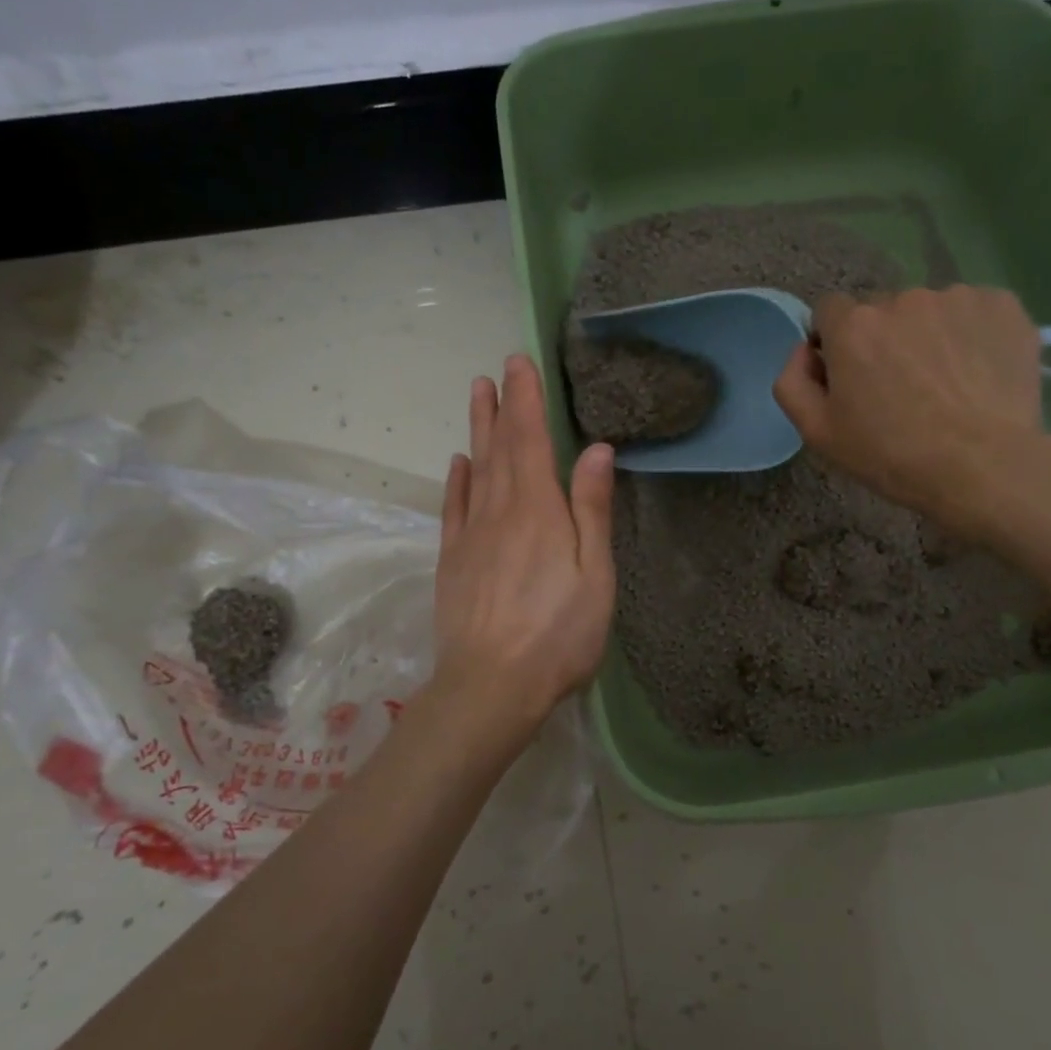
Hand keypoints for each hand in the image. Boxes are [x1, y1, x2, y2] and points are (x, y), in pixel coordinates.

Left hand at [431, 354, 616, 750]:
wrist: (491, 685)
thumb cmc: (558, 633)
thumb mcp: (594, 574)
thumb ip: (592, 510)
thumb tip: (597, 450)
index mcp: (539, 510)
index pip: (531, 440)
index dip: (526, 400)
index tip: (519, 363)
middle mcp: (500, 511)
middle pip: (499, 448)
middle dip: (501, 405)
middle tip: (496, 369)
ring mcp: (471, 536)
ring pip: (474, 470)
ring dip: (477, 430)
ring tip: (476, 395)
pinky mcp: (453, 562)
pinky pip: (454, 508)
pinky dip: (457, 480)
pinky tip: (459, 463)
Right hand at [773, 286, 1046, 535]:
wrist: (984, 467)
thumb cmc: (892, 455)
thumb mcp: (818, 433)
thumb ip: (792, 382)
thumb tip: (805, 350)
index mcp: (853, 326)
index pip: (829, 311)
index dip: (835, 343)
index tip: (852, 378)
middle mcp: (902, 298)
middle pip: (881, 310)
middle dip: (883, 340)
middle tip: (901, 389)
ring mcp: (957, 297)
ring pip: (929, 311)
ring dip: (928, 336)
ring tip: (946, 384)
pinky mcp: (1003, 305)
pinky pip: (974, 312)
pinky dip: (971, 335)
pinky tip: (978, 374)